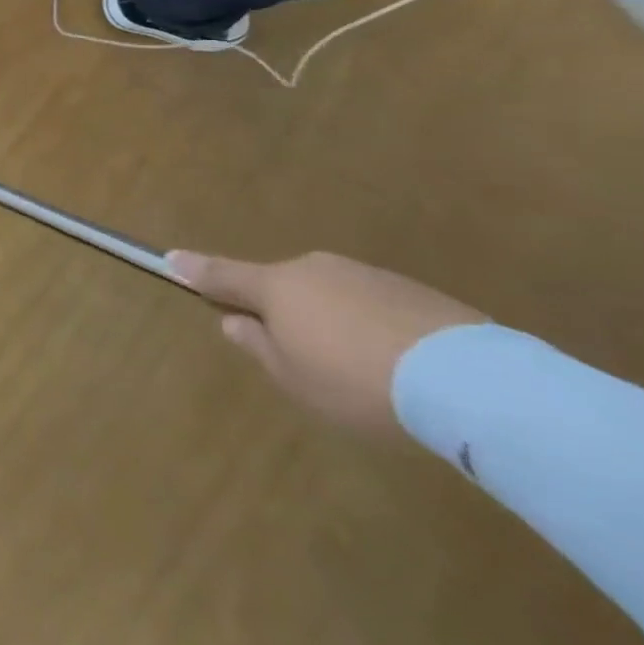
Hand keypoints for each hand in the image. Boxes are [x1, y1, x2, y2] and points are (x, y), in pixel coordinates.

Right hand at [167, 250, 486, 435]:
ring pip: (332, 294)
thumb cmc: (357, 384)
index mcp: (275, 286)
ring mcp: (366, 274)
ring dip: (334, 319)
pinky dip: (376, 328)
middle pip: (284, 286)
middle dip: (285, 310)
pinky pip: (377, 306)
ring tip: (365, 368)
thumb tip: (236, 322)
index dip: (194, 270)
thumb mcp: (295, 380)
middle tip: (303, 353)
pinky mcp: (415, 291)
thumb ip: (258, 347)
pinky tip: (403, 365)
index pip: (222, 274)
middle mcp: (312, 268)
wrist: (473, 384)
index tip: (170, 260)